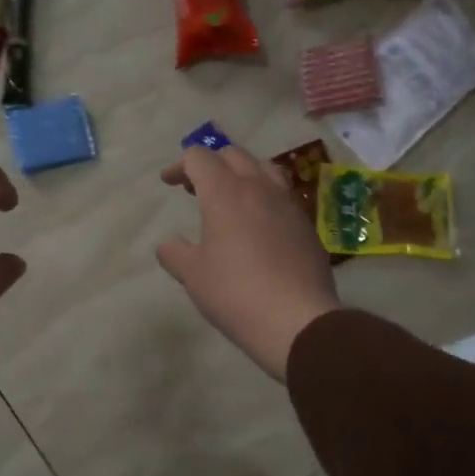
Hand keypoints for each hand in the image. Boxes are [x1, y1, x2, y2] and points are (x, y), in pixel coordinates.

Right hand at [157, 144, 340, 380]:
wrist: (297, 320)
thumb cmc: (235, 293)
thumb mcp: (193, 275)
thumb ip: (175, 254)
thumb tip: (168, 245)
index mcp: (225, 193)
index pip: (199, 158)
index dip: (179, 165)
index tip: (168, 182)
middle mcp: (259, 188)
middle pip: (233, 155)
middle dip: (210, 164)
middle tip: (195, 188)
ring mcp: (288, 204)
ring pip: (264, 168)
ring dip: (242, 174)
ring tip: (231, 197)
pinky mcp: (306, 225)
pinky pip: (282, 195)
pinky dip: (263, 197)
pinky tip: (258, 224)